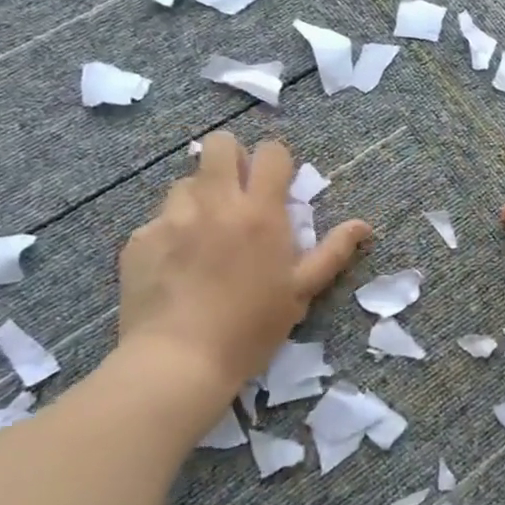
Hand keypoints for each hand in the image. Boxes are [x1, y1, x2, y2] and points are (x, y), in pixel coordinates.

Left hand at [117, 133, 370, 388]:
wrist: (179, 360)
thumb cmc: (251, 327)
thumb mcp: (301, 292)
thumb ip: (332, 252)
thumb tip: (363, 225)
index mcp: (260, 212)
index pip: (270, 153)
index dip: (276, 162)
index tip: (277, 185)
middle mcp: (215, 202)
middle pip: (219, 144)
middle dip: (232, 158)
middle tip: (237, 193)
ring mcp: (172, 217)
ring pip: (186, 181)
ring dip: (200, 197)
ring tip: (204, 234)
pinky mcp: (140, 238)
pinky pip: (159, 220)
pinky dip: (171, 233)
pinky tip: (176, 266)